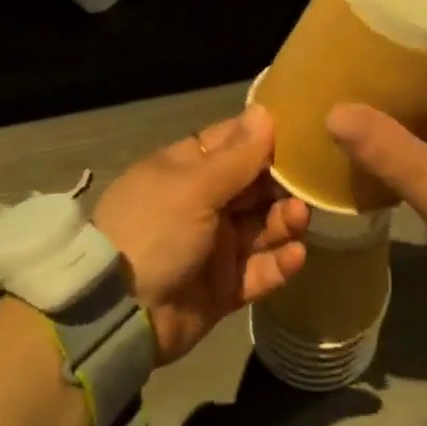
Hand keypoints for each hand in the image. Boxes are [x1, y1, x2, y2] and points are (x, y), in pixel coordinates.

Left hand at [93, 105, 309, 363]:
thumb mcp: (193, 187)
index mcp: (186, 170)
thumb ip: (236, 156)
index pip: (232, 143)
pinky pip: (259, 271)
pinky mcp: (224, 286)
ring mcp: (213, 246)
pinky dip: (278, 264)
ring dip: (283, 221)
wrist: (118, 314)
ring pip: (261, 227)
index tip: (302, 134)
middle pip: (253, 185)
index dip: (265, 138)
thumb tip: (265, 111)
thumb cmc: (154, 231)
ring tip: (298, 219)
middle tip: (308, 185)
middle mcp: (202, 203)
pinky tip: (296, 255)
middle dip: (281, 184)